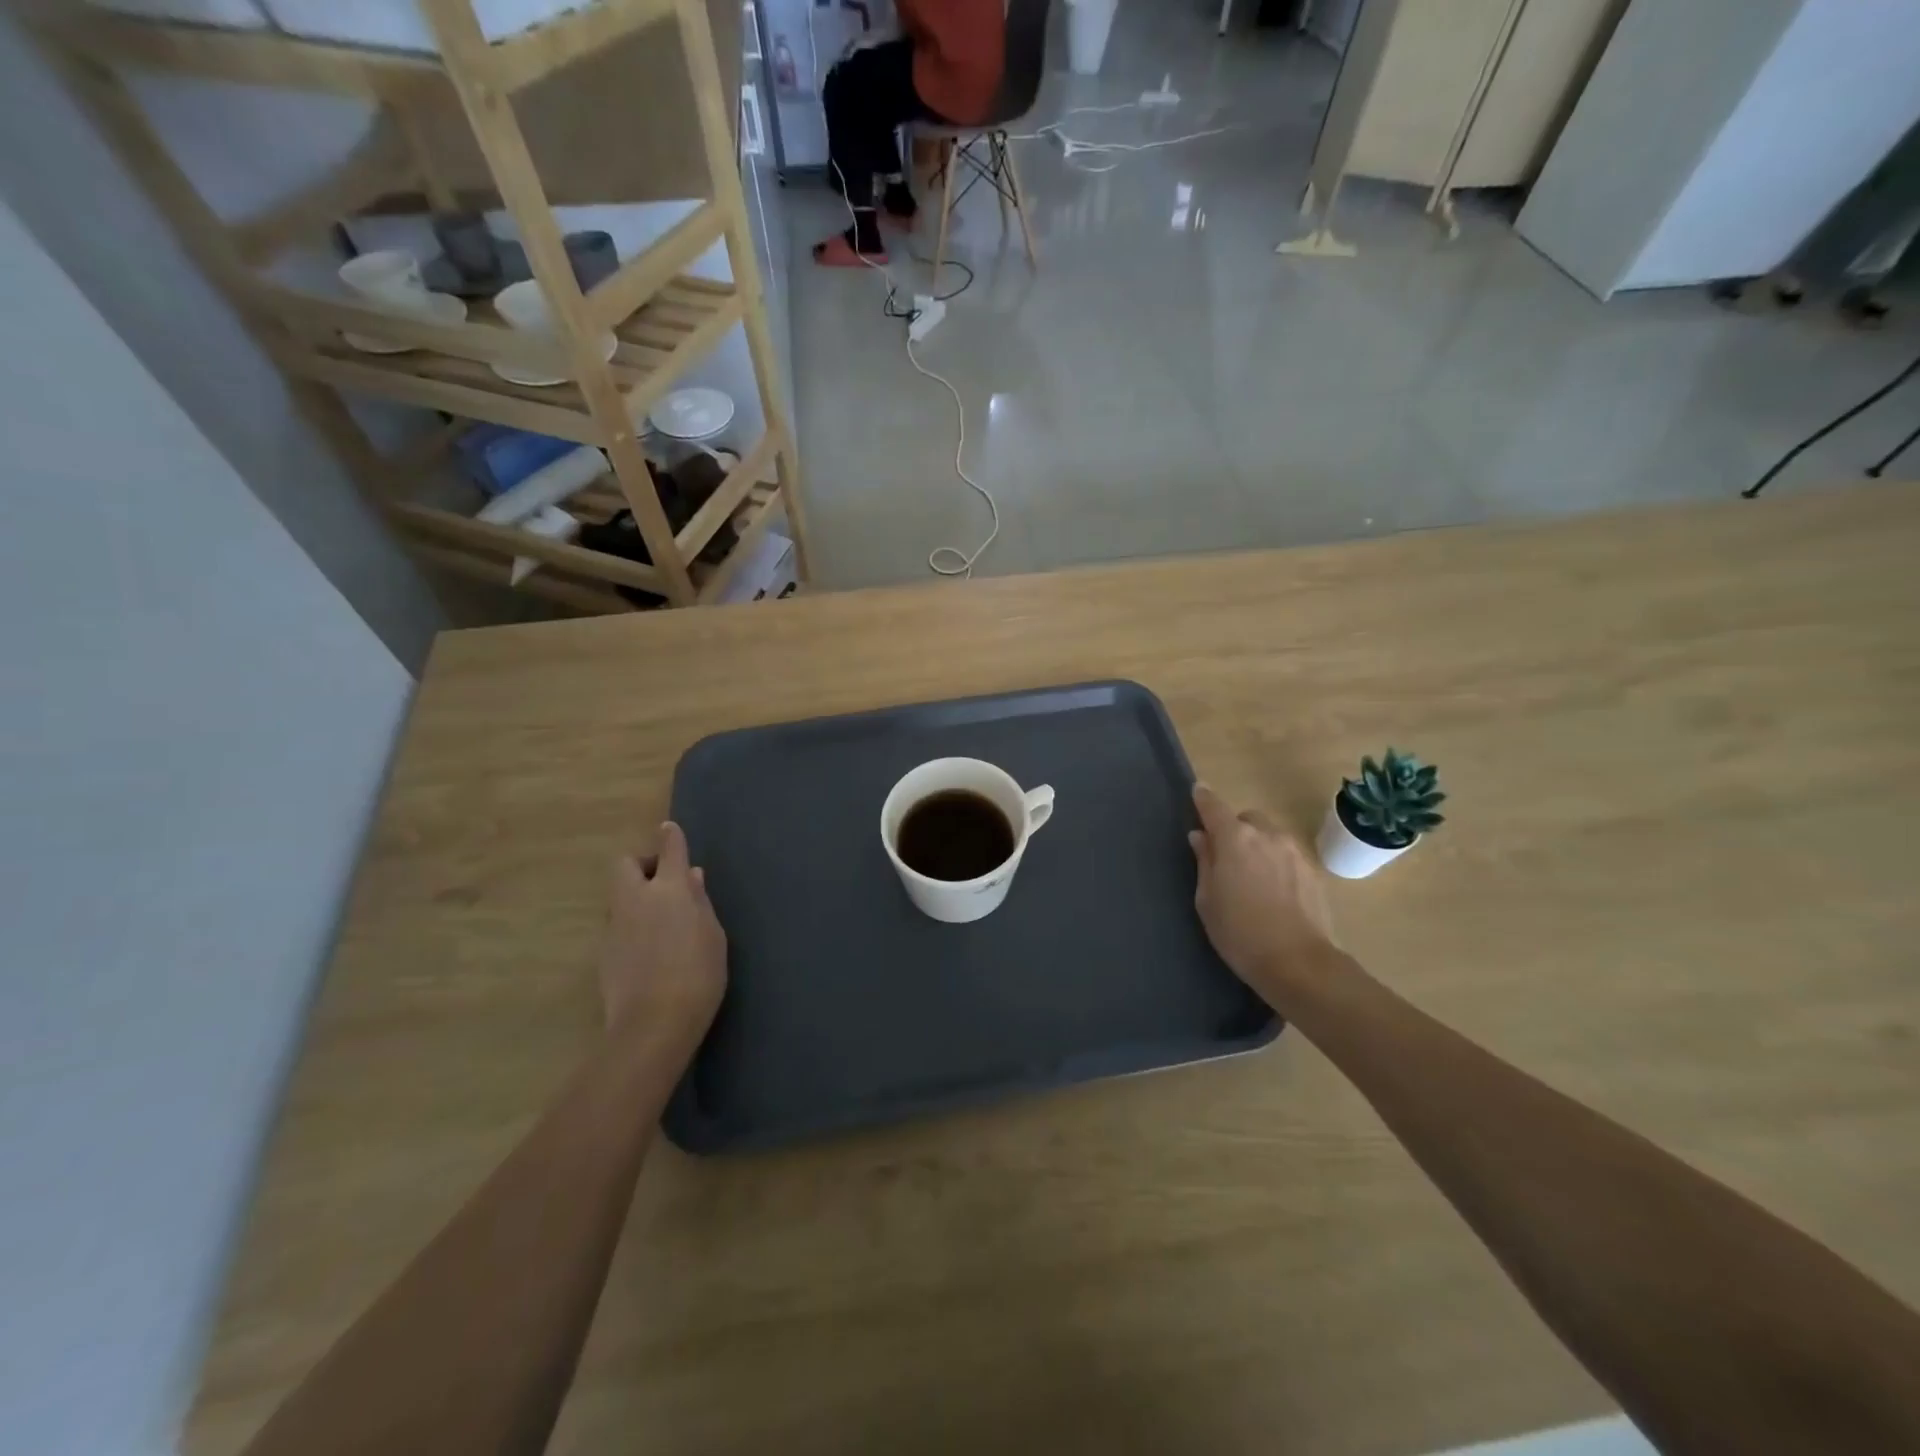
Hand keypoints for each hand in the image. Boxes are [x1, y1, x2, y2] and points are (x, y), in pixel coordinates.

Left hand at [599, 822, 726, 1041]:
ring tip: (660, 921)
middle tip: (663, 882)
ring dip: (637, 897)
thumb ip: (700, 902)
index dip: (670, 838)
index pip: (669, 851)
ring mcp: (615, 927)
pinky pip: (618, 925)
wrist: (653, 1025)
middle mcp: (636, 900)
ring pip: (620, 896)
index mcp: (669, 891)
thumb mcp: (713, 936)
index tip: (670, 830)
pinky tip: (649, 950)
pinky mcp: (604, 953)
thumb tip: (691, 877)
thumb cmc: (698, 975)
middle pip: (626, 865)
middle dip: (642, 864)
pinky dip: (632, 926)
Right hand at [1189, 784, 1335, 1003]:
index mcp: (1235, 839)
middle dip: (1234, 829)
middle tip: (1225, 855)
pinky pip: (1287, 854)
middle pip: (1246, 819)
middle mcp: (1267, 835)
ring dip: (1257, 844)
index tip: (1197, 792)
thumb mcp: (1207, 899)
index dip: (1203, 799)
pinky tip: (1273, 889)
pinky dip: (1276, 861)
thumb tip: (1201, 837)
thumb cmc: (1240, 933)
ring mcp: (1295, 852)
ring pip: (1270, 835)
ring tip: (1251, 875)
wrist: (1299, 964)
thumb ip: (1205, 861)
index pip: (1214, 806)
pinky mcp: (1314, 871)